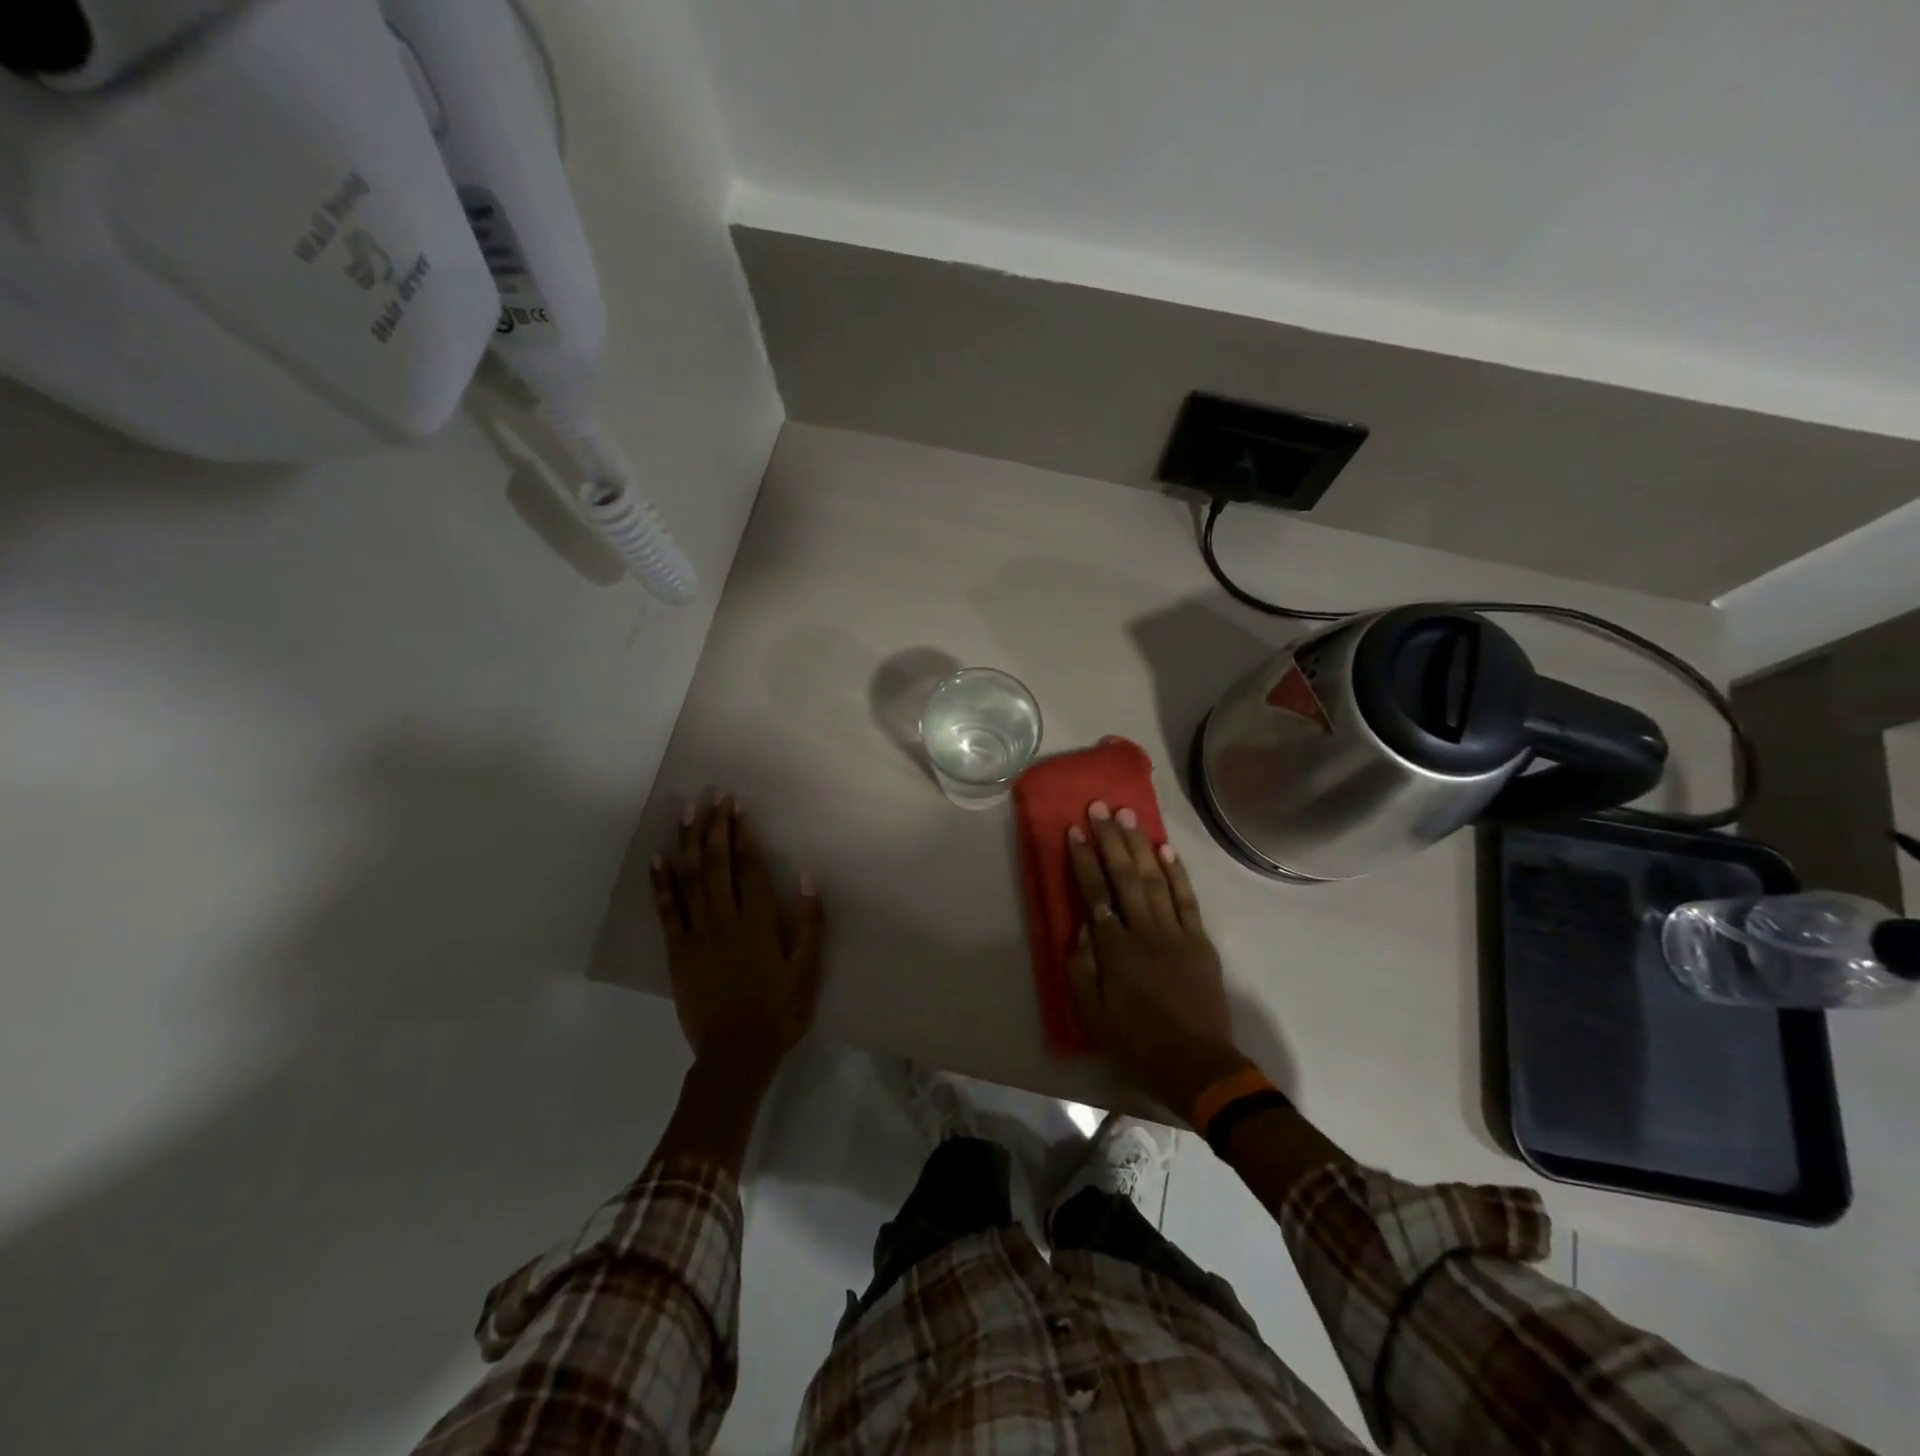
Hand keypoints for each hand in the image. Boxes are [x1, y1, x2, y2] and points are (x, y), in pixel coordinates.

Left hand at [650, 795, 824, 1079]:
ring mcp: (697, 934)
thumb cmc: (780, 1011)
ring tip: (685, 812)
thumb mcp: (808, 970)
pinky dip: (661, 883)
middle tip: (712, 796)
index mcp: (758, 921)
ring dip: (687, 843)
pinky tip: (657, 859)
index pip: (748, 867)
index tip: (736, 805)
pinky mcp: (678, 952)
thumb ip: (809, 923)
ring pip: (690, 879)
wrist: (736, 1054)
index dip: (742, 833)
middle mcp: (725, 919)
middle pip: (716, 864)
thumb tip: (807, 877)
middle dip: (714, 826)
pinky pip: (667, 911)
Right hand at [1065, 801, 1250, 1119]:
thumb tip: (1080, 928)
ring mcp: (1177, 933)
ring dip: (1140, 845)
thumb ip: (1081, 969)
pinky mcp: (1199, 940)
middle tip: (1100, 807)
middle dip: (1111, 840)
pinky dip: (1176, 872)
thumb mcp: (1093, 1016)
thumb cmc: (1138, 1043)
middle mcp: (1146, 932)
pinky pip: (1186, 899)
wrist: (1199, 1066)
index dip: (1084, 862)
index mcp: (1116, 951)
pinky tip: (1165, 849)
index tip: (1074, 831)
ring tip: (1128, 815)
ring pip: (1155, 879)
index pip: (1096, 895)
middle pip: (1125, 877)